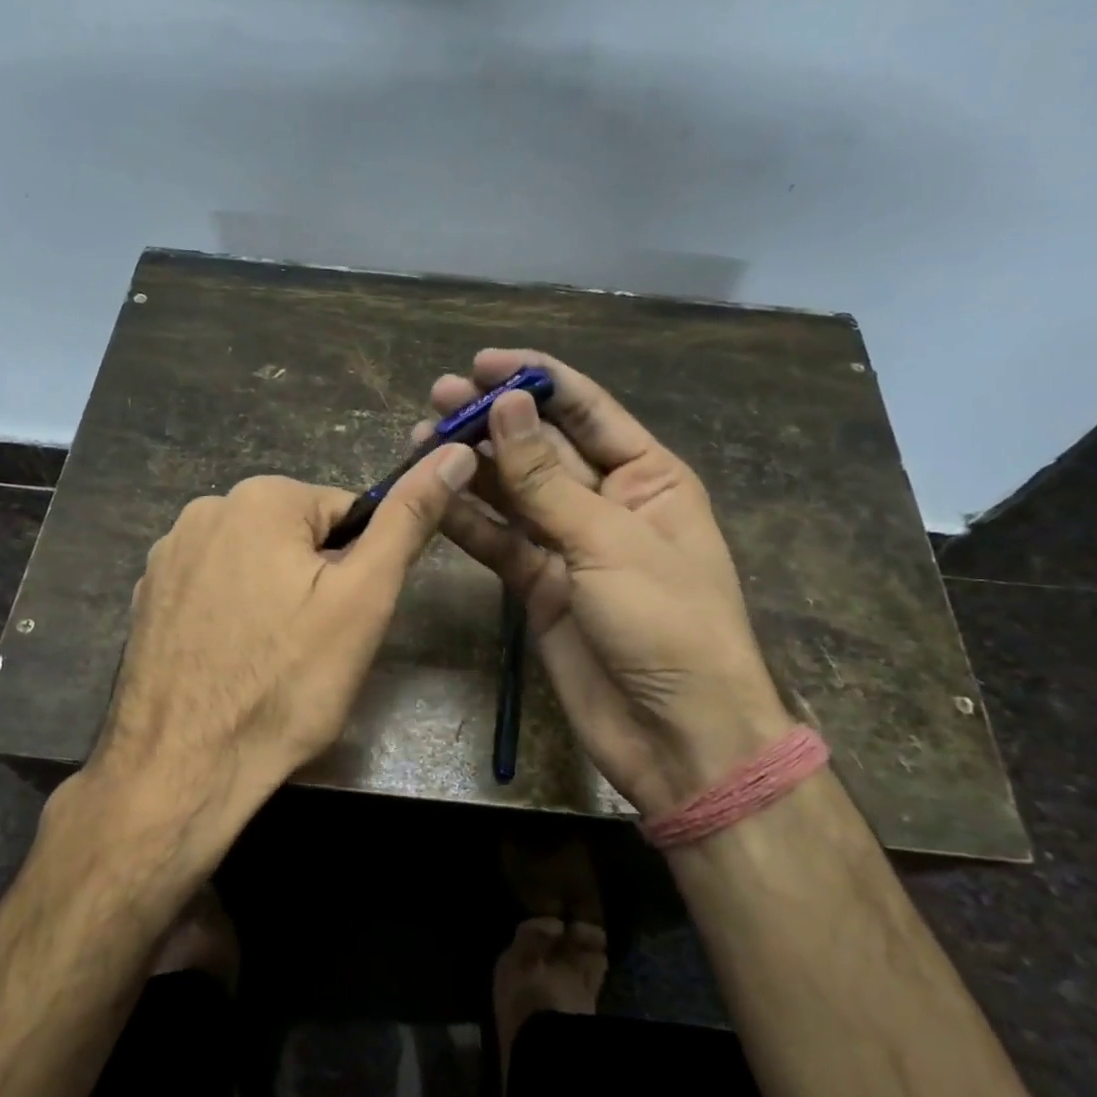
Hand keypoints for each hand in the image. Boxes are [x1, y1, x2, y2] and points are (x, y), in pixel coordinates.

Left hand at [93, 447, 477, 844]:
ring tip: (272, 660)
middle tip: (313, 646)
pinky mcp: (147, 596)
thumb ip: (408, 520)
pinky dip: (232, 616)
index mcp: (261, 497)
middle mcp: (205, 509)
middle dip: (314, 582)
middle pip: (296, 536)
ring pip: (255, 563)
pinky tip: (231, 663)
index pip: (346, 514)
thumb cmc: (286, 683)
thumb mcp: (363, 598)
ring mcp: (168, 554)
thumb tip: (453, 451)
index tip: (347, 619)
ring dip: (273, 599)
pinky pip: (214, 589)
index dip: (358, 568)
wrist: (183, 768)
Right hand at [427, 349, 792, 816]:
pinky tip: (431, 495)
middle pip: (542, 448)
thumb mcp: (609, 542)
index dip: (537, 380)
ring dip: (472, 467)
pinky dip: (466, 521)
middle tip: (437, 395)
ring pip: (512, 494)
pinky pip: (498, 543)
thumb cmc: (667, 625)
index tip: (482, 361)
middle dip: (493, 420)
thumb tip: (505, 407)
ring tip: (420, 436)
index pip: (588, 411)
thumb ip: (548, 480)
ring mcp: (568, 546)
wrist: (676, 735)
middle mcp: (606, 503)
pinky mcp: (537, 587)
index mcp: (648, 477)